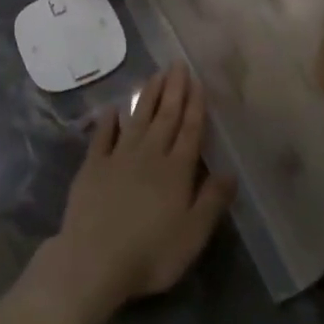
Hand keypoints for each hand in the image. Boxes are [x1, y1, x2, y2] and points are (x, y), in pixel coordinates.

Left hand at [35, 65, 235, 322]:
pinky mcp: (92, 167)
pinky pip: (102, 137)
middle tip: (177, 64)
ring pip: (137, 119)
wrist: (93, 260)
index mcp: (176, 170)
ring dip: (146, 96)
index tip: (197, 81)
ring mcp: (118, 158)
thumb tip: (231, 171)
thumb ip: (213, 200)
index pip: (189, 130)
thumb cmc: (151, 253)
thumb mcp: (193, 234)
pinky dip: (108, 121)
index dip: (195, 105)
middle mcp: (149, 155)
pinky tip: (113, 108)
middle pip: (164, 117)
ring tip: (154, 75)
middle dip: (173, 90)